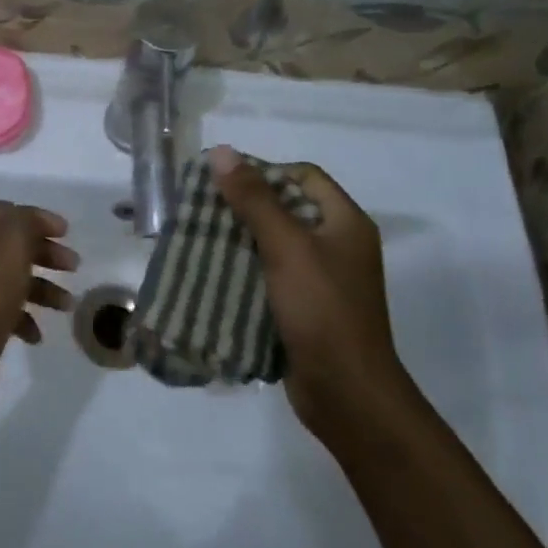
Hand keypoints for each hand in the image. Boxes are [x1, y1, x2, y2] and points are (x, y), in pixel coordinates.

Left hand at [0, 201, 76, 410]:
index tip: (66, 233)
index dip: (38, 218)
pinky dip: (24, 317)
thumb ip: (27, 221)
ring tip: (66, 305)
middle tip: (73, 266)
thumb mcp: (13, 240)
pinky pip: (2, 310)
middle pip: (11, 245)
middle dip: (45, 253)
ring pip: (10, 279)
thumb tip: (35, 222)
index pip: (6, 212)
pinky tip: (36, 334)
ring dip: (42, 288)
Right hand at [206, 145, 409, 437]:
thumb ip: (254, 199)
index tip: (224, 182)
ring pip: (274, 243)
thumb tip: (221, 152)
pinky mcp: (305, 307)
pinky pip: (270, 275)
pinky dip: (244, 269)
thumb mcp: (286, 247)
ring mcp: (322, 279)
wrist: (346, 394)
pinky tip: (214, 272)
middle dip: (244, 206)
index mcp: (345, 223)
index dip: (265, 171)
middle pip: (286, 208)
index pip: (303, 176)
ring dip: (239, 238)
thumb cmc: (322, 310)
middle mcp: (337, 245)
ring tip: (200, 237)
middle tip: (203, 208)